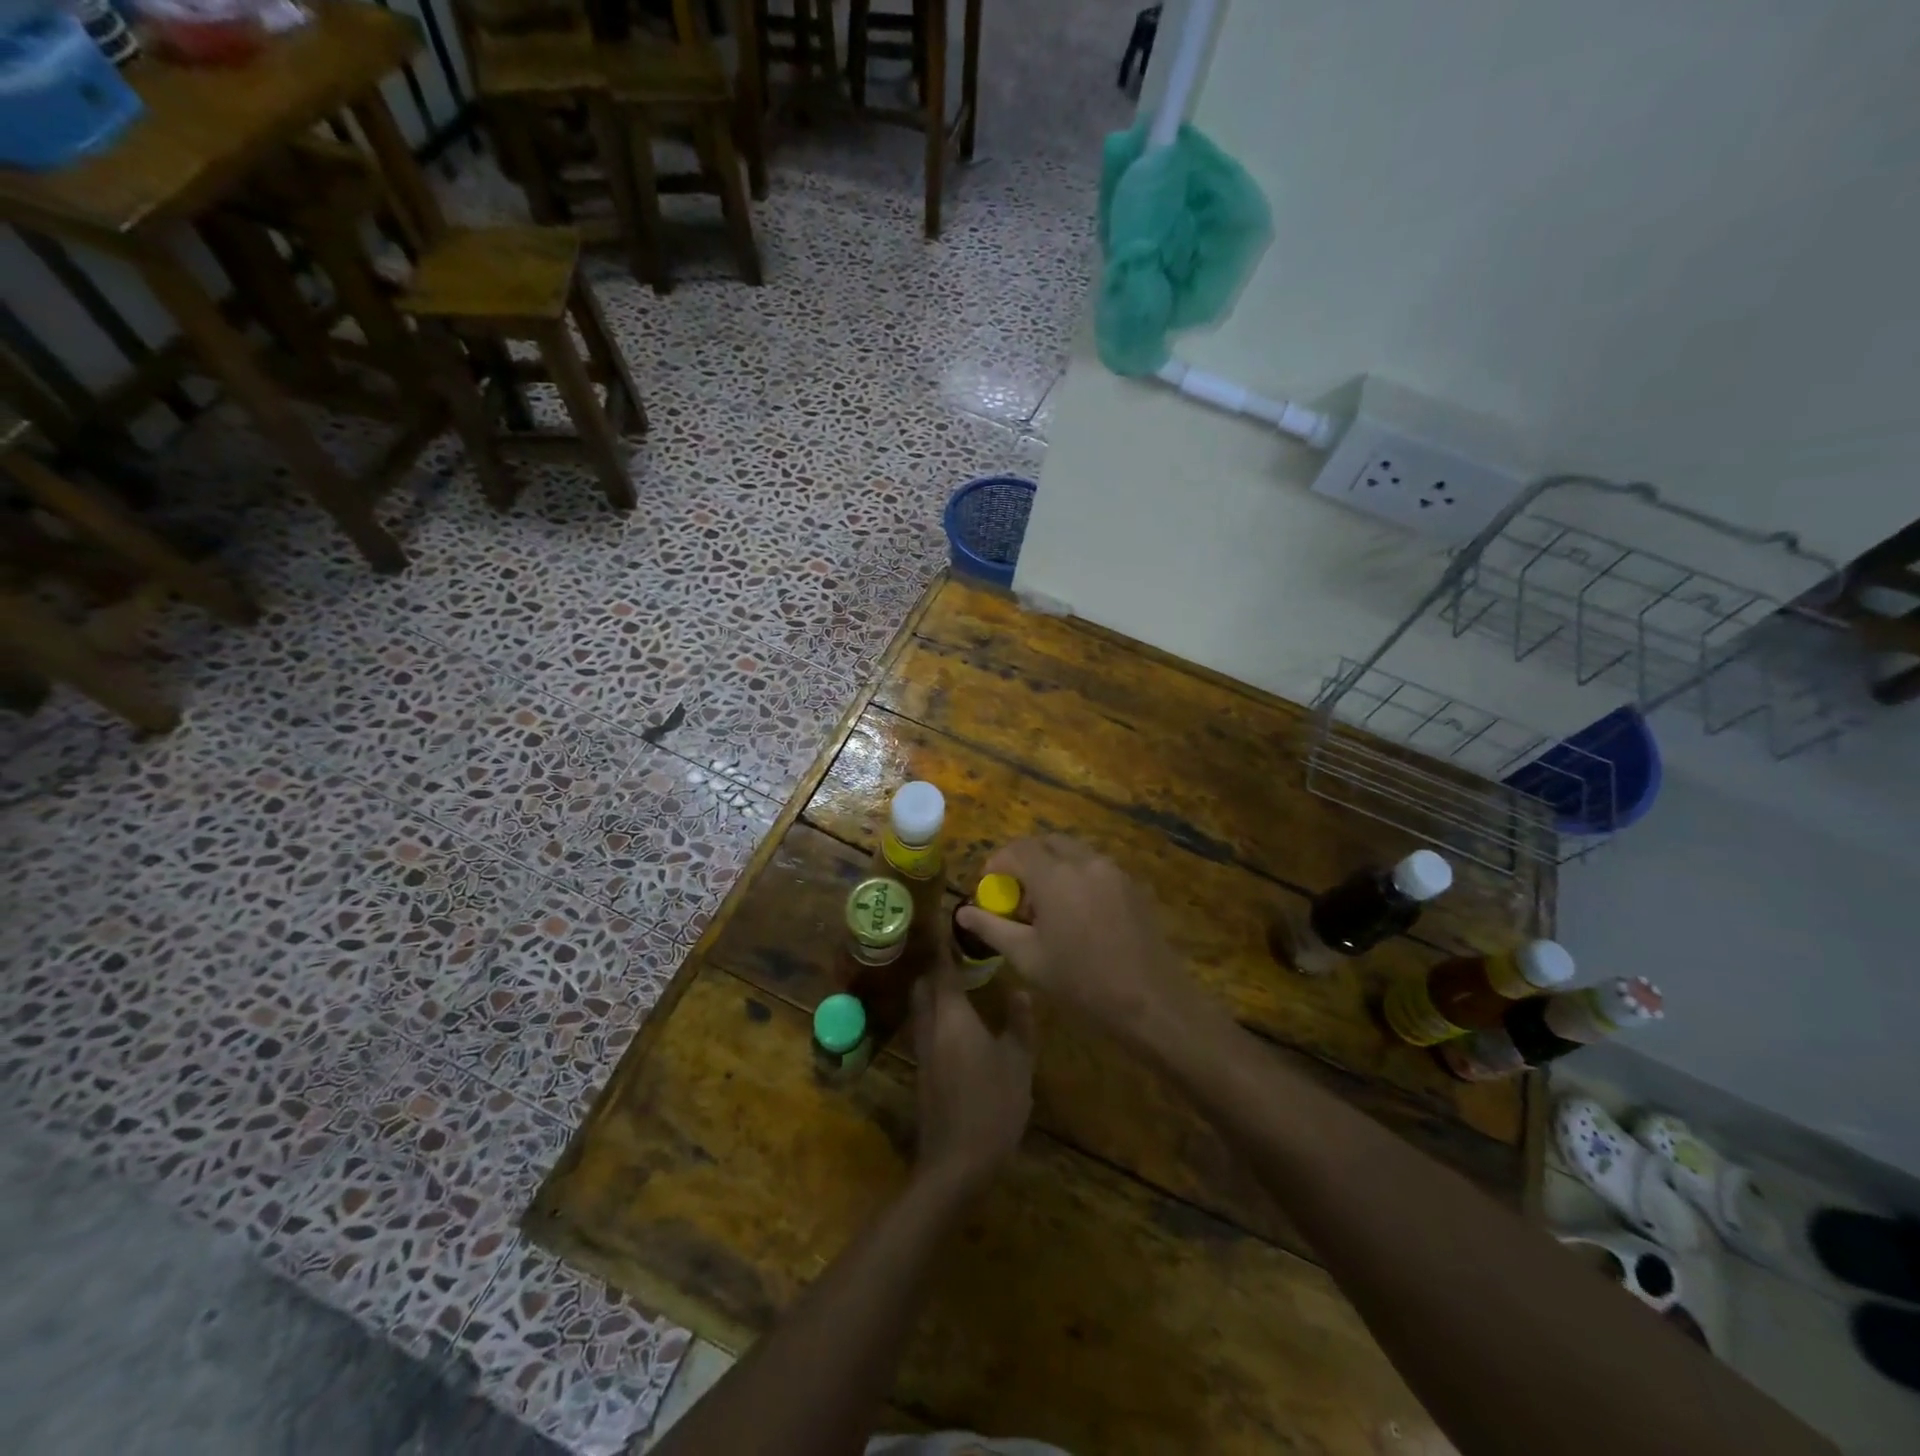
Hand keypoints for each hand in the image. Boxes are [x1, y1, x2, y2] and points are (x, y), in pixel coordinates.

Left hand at [911, 958, 1034, 1195]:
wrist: (956, 1163)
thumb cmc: (992, 1105)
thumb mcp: (1018, 1062)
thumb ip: (1019, 1022)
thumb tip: (1020, 990)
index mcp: (952, 1016)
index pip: (942, 970)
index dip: (944, 947)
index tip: (949, 925)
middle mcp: (931, 1027)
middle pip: (923, 986)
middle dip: (935, 968)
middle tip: (958, 955)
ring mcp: (923, 1051)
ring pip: (921, 1008)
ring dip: (933, 992)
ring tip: (958, 983)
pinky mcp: (923, 1072)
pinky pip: (925, 1029)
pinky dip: (936, 1015)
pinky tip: (958, 1023)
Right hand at [954, 837, 1194, 1046]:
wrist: (1152, 1003)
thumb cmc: (1081, 983)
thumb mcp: (1027, 958)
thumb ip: (992, 928)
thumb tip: (962, 912)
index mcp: (1055, 875)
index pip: (1017, 849)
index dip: (997, 863)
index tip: (989, 886)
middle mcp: (1085, 862)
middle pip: (1047, 843)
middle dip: (1026, 859)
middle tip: (1017, 892)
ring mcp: (1114, 871)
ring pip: (1075, 852)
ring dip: (1054, 866)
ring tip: (1047, 905)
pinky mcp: (1134, 886)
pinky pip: (1097, 868)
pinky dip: (1079, 876)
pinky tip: (1079, 914)